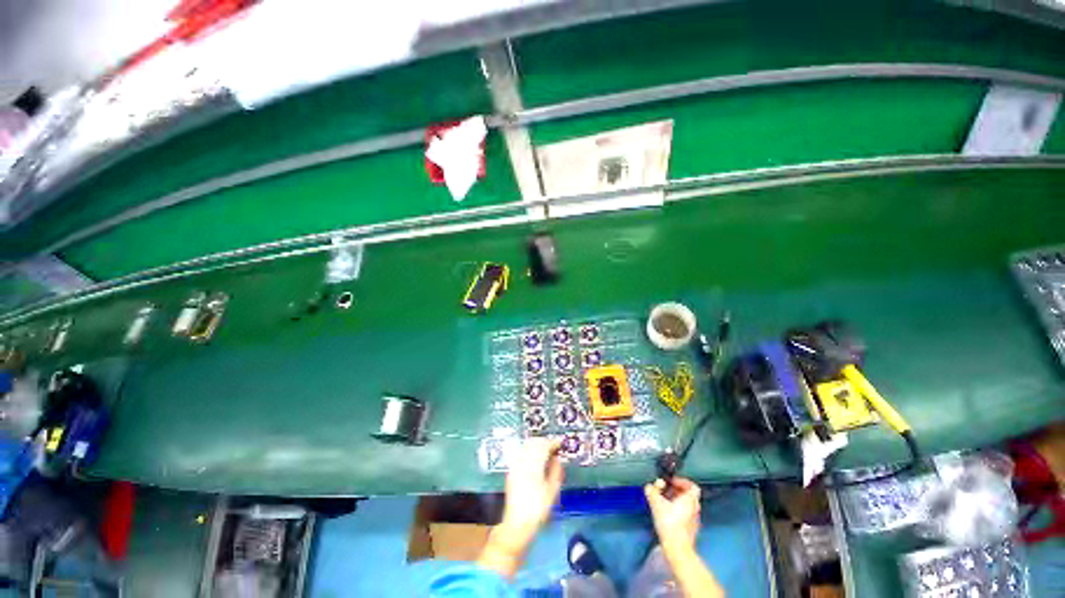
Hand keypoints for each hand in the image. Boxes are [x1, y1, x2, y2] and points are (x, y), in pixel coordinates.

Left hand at [479, 438, 563, 576]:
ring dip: (537, 445)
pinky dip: (530, 451)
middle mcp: (523, 462)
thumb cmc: (537, 511)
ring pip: (527, 446)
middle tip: (555, 447)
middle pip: (534, 442)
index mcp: (534, 466)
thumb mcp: (552, 492)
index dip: (553, 442)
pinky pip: (522, 453)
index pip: (544, 446)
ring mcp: (516, 466)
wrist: (517, 525)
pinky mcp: (512, 471)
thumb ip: (556, 472)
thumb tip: (558, 459)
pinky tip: (536, 459)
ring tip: (546, 451)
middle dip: (545, 442)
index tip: (560, 443)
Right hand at [645, 477, 700, 557]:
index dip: (682, 481)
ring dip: (676, 501)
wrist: (678, 548)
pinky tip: (667, 515)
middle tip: (665, 491)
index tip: (672, 482)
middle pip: (688, 495)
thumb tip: (649, 487)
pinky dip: (677, 512)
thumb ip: (652, 491)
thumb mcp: (656, 503)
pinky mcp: (691, 530)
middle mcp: (695, 509)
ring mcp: (694, 521)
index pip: (692, 486)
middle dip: (676, 491)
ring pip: (687, 506)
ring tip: (664, 502)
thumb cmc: (670, 523)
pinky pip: (685, 516)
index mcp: (690, 500)